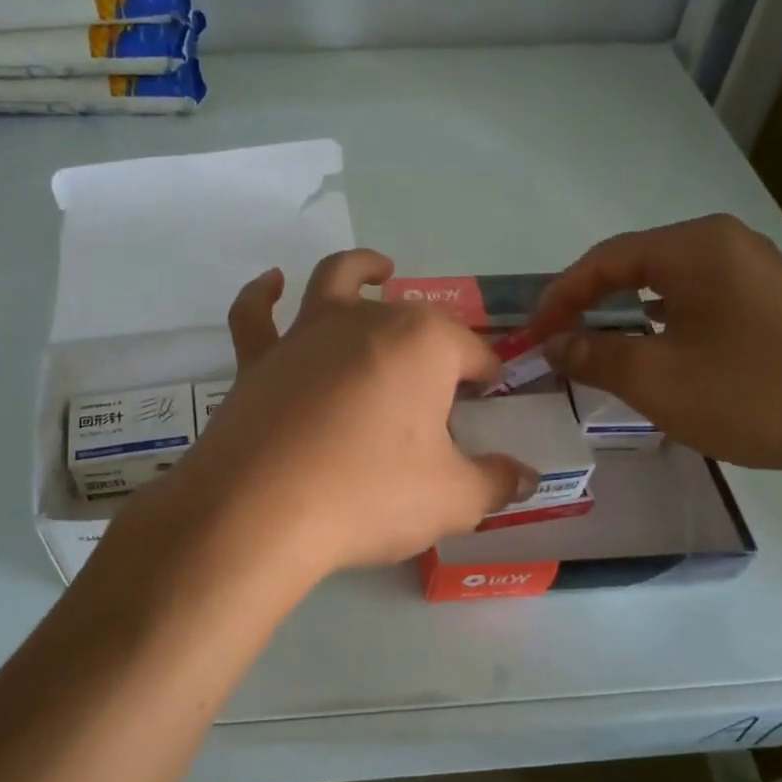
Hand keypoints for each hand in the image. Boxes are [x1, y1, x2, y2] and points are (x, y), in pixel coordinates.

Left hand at [153, 250, 538, 576]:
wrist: (259, 511)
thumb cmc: (368, 496)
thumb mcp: (453, 500)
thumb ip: (495, 483)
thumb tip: (525, 477)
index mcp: (423, 343)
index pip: (471, 352)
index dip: (484, 376)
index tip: (486, 401)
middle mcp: (365, 321)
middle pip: (412, 320)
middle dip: (434, 343)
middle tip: (439, 388)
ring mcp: (304, 335)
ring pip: (337, 282)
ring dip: (362, 271)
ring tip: (379, 271)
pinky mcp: (257, 360)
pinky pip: (256, 314)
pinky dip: (264, 294)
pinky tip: (274, 284)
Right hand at [527, 215, 781, 474]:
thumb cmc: (749, 393)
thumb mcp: (655, 378)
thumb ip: (594, 355)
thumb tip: (552, 344)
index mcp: (695, 247)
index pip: (605, 259)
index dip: (560, 296)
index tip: (532, 334)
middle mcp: (725, 245)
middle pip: (635, 265)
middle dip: (589, 302)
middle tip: (557, 339)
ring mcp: (755, 272)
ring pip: (666, 285)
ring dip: (624, 314)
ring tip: (595, 347)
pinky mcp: (772, 303)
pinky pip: (697, 301)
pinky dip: (661, 323)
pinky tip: (653, 351)